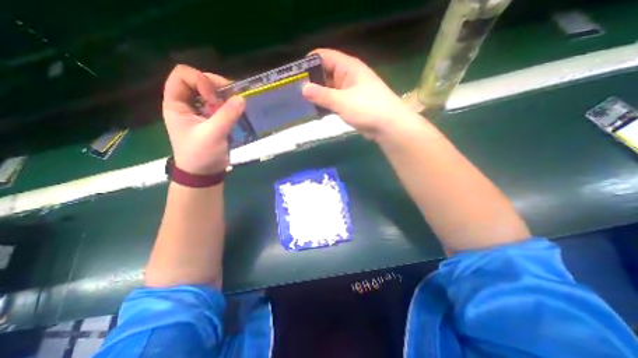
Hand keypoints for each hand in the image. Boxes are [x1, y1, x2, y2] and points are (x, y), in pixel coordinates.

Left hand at [162, 64, 243, 175]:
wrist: (204, 173)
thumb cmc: (201, 154)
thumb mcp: (213, 134)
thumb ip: (227, 115)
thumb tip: (242, 98)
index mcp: (176, 104)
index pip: (183, 75)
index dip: (200, 80)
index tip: (214, 99)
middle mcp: (187, 104)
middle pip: (200, 80)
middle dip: (217, 87)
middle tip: (231, 101)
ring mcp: (201, 111)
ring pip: (213, 93)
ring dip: (226, 97)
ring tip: (236, 107)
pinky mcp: (213, 120)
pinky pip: (222, 106)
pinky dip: (230, 106)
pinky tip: (237, 113)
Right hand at [302, 47, 419, 139]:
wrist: (388, 126)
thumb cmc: (368, 108)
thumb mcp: (342, 101)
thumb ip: (322, 95)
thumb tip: (303, 89)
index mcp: (348, 67)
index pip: (324, 56)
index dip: (309, 62)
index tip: (295, 74)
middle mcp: (348, 76)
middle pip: (325, 73)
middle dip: (311, 81)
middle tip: (295, 92)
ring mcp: (350, 91)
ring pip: (329, 88)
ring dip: (318, 94)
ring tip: (301, 102)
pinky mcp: (351, 103)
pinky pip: (334, 100)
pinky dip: (326, 104)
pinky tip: (316, 110)